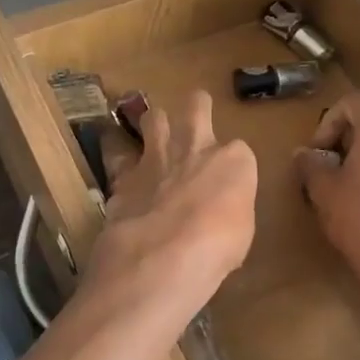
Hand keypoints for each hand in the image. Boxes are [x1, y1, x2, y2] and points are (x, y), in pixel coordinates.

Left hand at [86, 90, 256, 321]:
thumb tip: (218, 211)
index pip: (238, 150)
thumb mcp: (241, 231)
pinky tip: (119, 170)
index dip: (231, 165)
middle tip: (194, 113)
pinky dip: (119, 160)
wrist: (164, 253)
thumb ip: (229, 208)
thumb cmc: (218, 247)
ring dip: (155, 123)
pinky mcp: (124, 175)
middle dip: (197, 106)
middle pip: (197, 106)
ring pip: (153, 117)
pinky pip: (118, 156)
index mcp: (233, 161)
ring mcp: (156, 156)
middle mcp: (196, 147)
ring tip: (154, 133)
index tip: (228, 182)